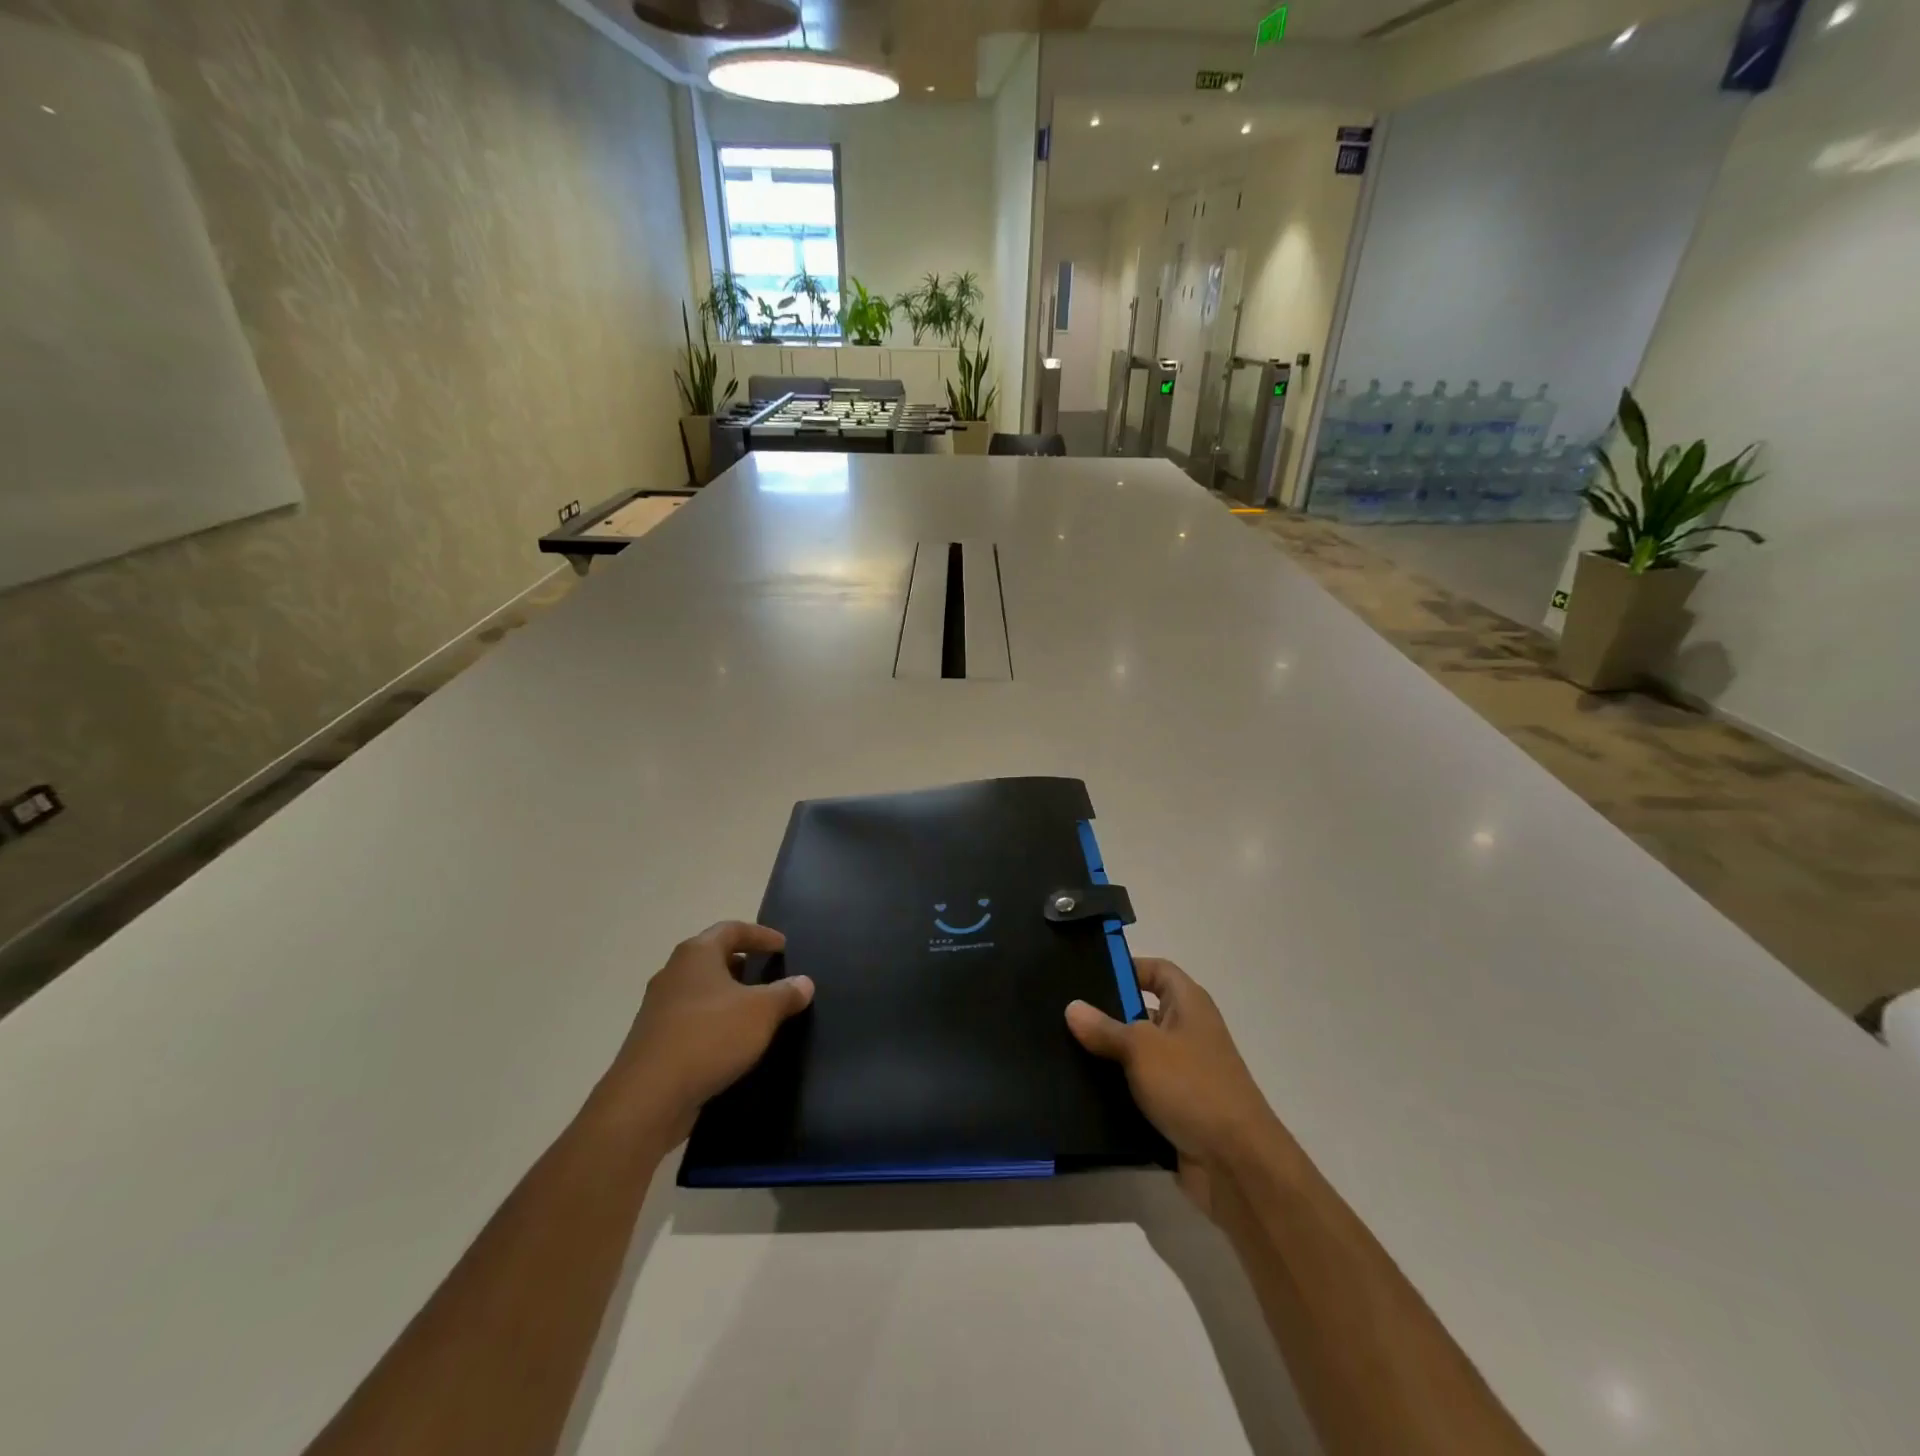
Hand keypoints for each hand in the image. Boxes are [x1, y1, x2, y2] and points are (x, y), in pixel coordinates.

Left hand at [599, 922, 813, 1146]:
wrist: (647, 1098)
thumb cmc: (709, 1037)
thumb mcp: (761, 1012)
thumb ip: (786, 994)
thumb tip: (804, 982)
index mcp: (696, 954)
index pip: (731, 929)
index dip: (760, 935)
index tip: (782, 946)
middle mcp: (673, 973)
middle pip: (712, 957)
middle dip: (742, 964)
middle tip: (768, 975)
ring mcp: (659, 1008)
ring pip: (701, 990)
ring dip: (728, 996)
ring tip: (755, 1011)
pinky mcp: (653, 1041)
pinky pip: (691, 1020)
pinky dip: (714, 1022)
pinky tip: (731, 1042)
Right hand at [1066, 958, 1284, 1220]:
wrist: (1235, 1163)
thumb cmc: (1192, 1086)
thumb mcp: (1141, 1048)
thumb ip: (1104, 1027)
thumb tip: (1072, 1007)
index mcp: (1189, 1004)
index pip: (1157, 970)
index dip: (1126, 966)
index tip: (1087, 974)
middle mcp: (1188, 1032)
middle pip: (1142, 1011)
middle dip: (1106, 1014)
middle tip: (1063, 1014)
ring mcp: (1183, 1072)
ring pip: (1137, 1054)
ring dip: (1108, 1056)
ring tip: (1062, 1050)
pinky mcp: (1175, 1108)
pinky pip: (1139, 1089)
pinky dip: (1116, 1090)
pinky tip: (1080, 1091)